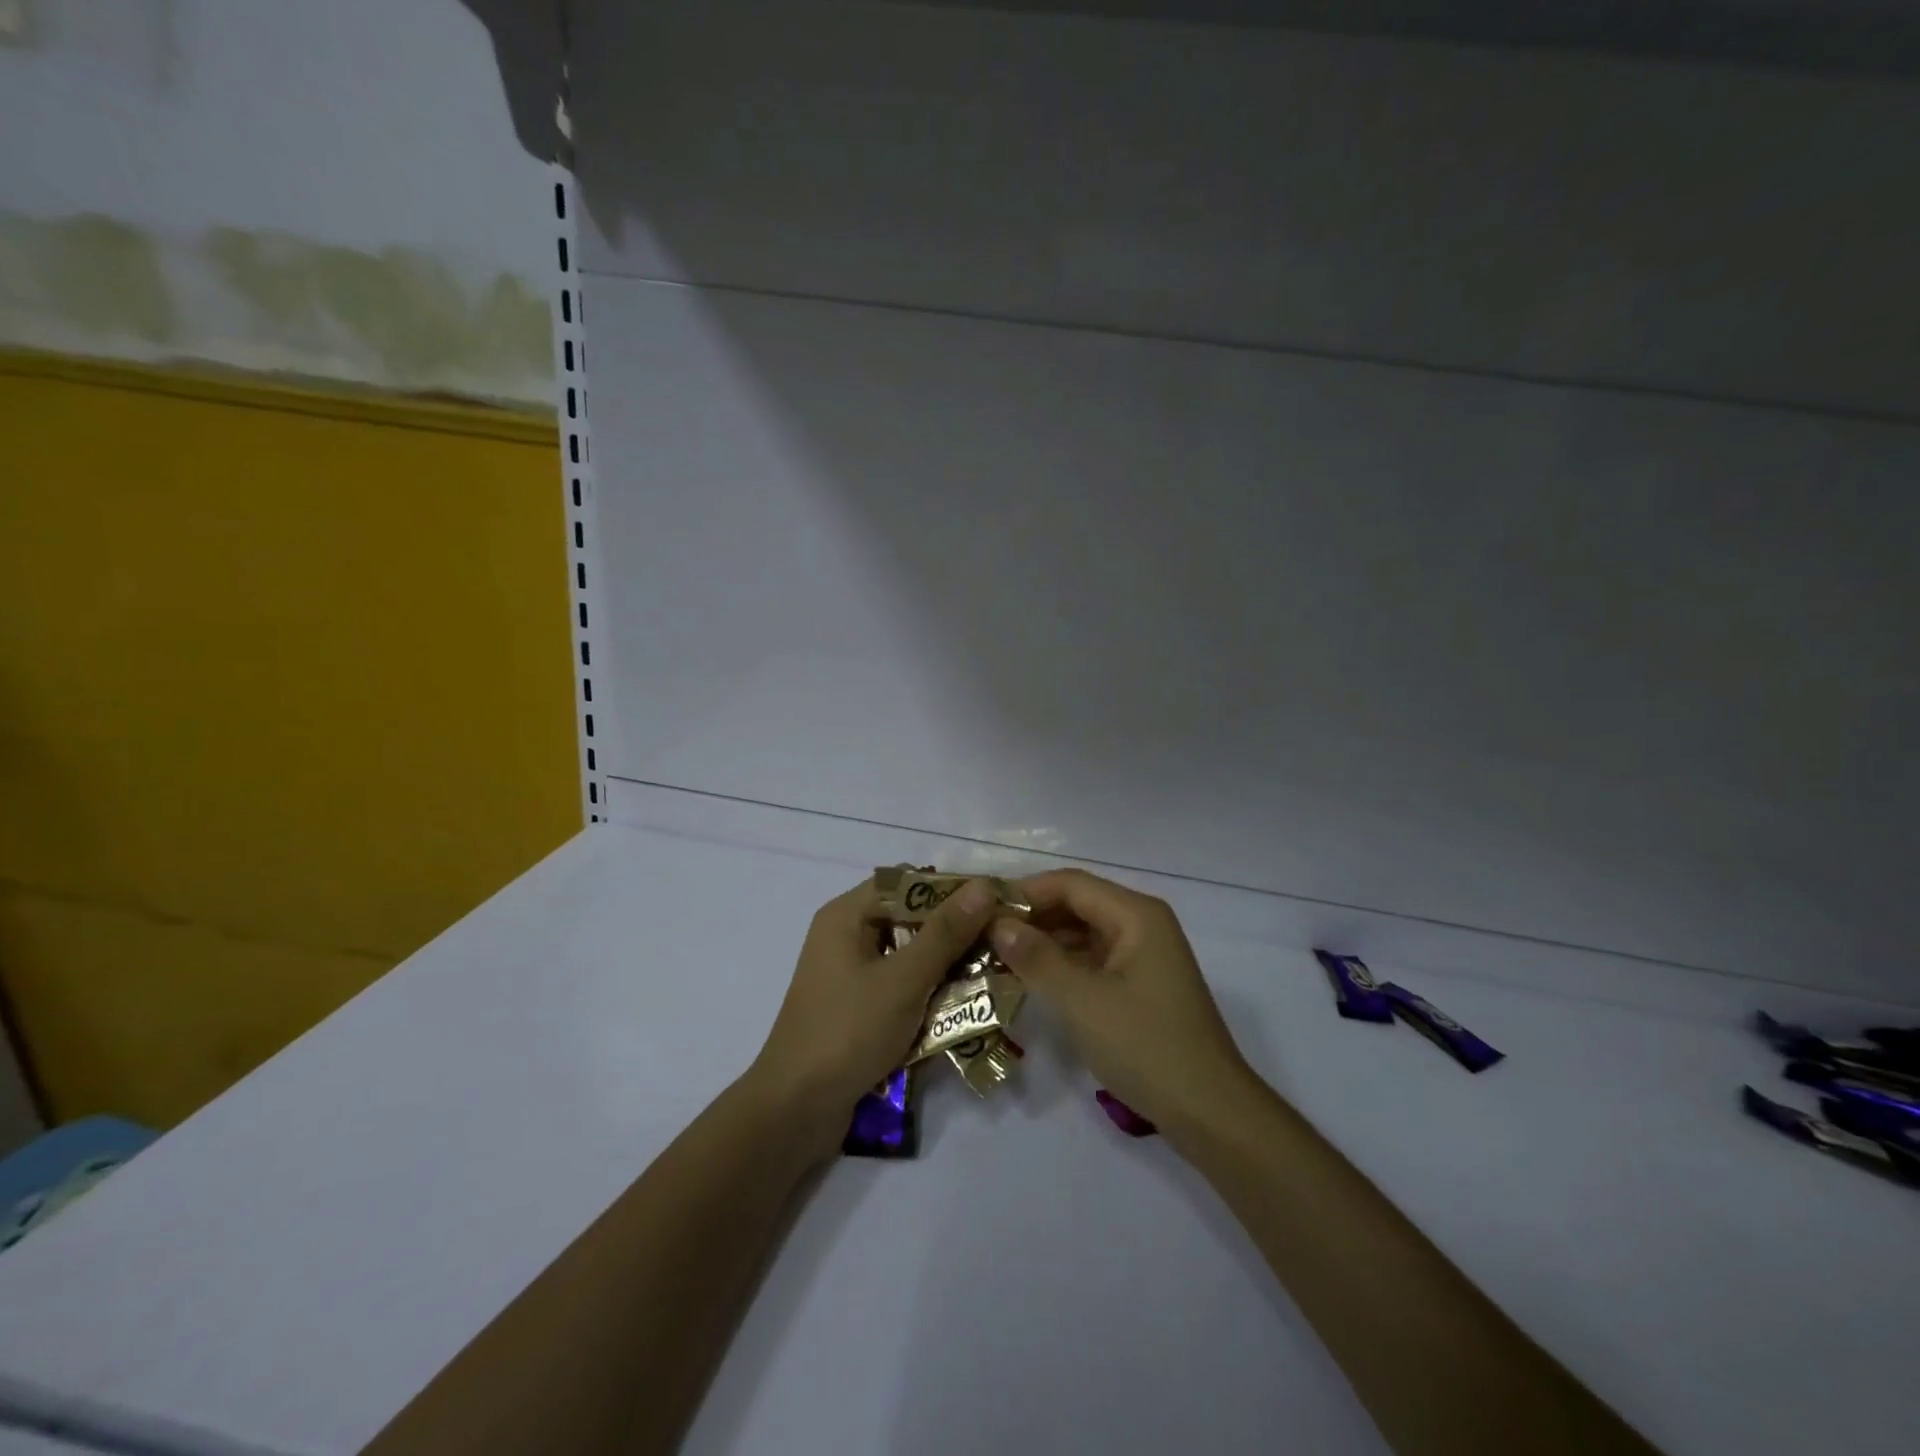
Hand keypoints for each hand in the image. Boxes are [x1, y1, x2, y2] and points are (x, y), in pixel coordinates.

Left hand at [748, 877, 997, 1146]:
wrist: (794, 1112)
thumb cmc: (847, 1032)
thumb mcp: (903, 980)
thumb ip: (945, 933)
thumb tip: (983, 885)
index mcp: (847, 915)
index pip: (908, 881)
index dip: (952, 889)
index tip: (996, 904)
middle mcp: (847, 935)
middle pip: (911, 917)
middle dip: (955, 931)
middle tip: (1002, 943)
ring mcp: (851, 973)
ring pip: (910, 954)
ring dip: (947, 964)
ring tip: (994, 973)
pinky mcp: (858, 1007)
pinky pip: (902, 985)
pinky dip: (930, 991)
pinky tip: (967, 1005)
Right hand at [989, 869, 1255, 1131]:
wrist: (1209, 1111)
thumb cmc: (1146, 1046)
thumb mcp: (1083, 1001)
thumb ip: (1037, 958)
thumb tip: (998, 924)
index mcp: (1136, 915)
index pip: (1070, 884)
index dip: (1025, 892)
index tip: (983, 909)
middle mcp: (1142, 924)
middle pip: (1078, 904)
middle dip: (1032, 917)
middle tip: (983, 935)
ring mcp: (1143, 955)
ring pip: (1083, 933)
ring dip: (1044, 942)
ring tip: (997, 956)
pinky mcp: (1140, 985)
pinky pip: (1093, 960)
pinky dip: (1062, 965)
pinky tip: (1030, 979)